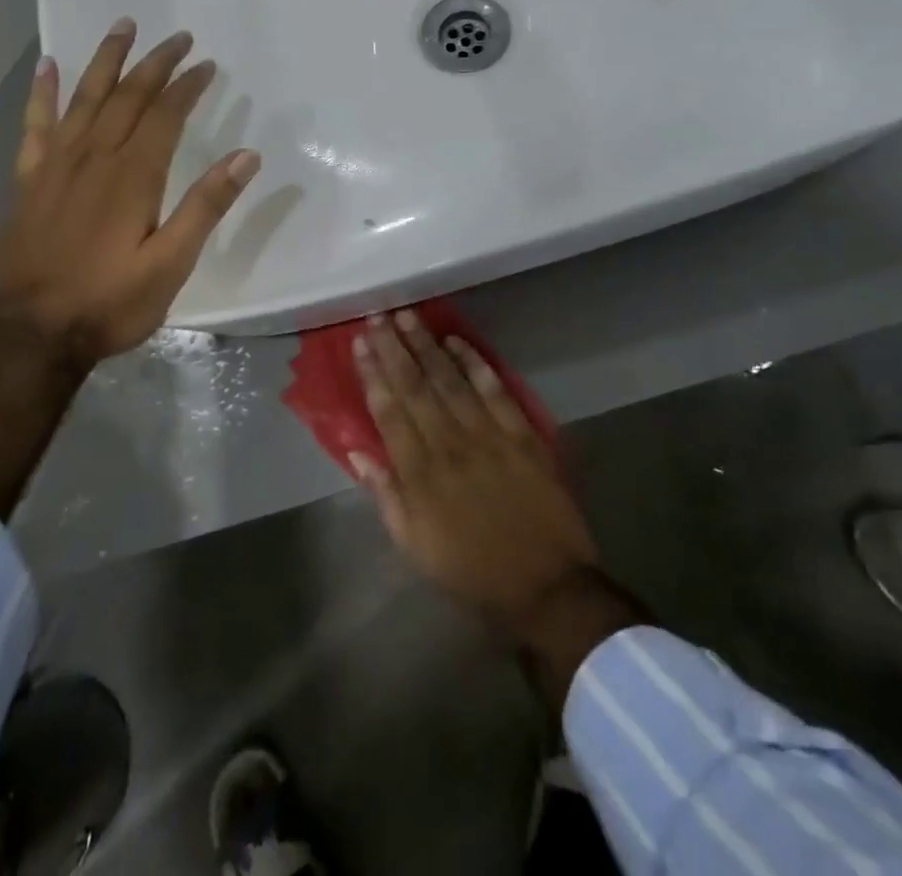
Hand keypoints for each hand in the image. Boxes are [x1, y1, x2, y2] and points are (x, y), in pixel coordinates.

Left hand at [0, 21, 259, 361]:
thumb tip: (246, 156)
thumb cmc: (111, 301)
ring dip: (105, 60)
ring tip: (122, 27)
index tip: (206, 64)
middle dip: (155, 63)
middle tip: (177, 37)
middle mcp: (94, 158)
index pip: (164, 115)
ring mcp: (56, 166)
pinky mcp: (28, 180)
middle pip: (127, 96)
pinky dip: (43, 94)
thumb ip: (206, 205)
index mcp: (133, 176)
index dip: (187, 87)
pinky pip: (36, 126)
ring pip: (84, 98)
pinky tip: (49, 67)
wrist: (32, 333)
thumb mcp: (172, 262)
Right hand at [354, 312, 646, 703]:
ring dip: (426, 345)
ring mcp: (488, 435)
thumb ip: (385, 495)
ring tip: (408, 316)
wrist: (545, 587)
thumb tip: (357, 451)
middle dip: (394, 348)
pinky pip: (495, 389)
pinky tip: (456, 340)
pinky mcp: (522, 434)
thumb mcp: (414, 546)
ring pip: (450, 379)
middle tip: (378, 316)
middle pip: (416, 386)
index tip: (359, 344)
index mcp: (420, 474)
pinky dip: (474, 362)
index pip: (389, 411)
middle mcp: (450, 444)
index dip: (373, 374)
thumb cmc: (471, 571)